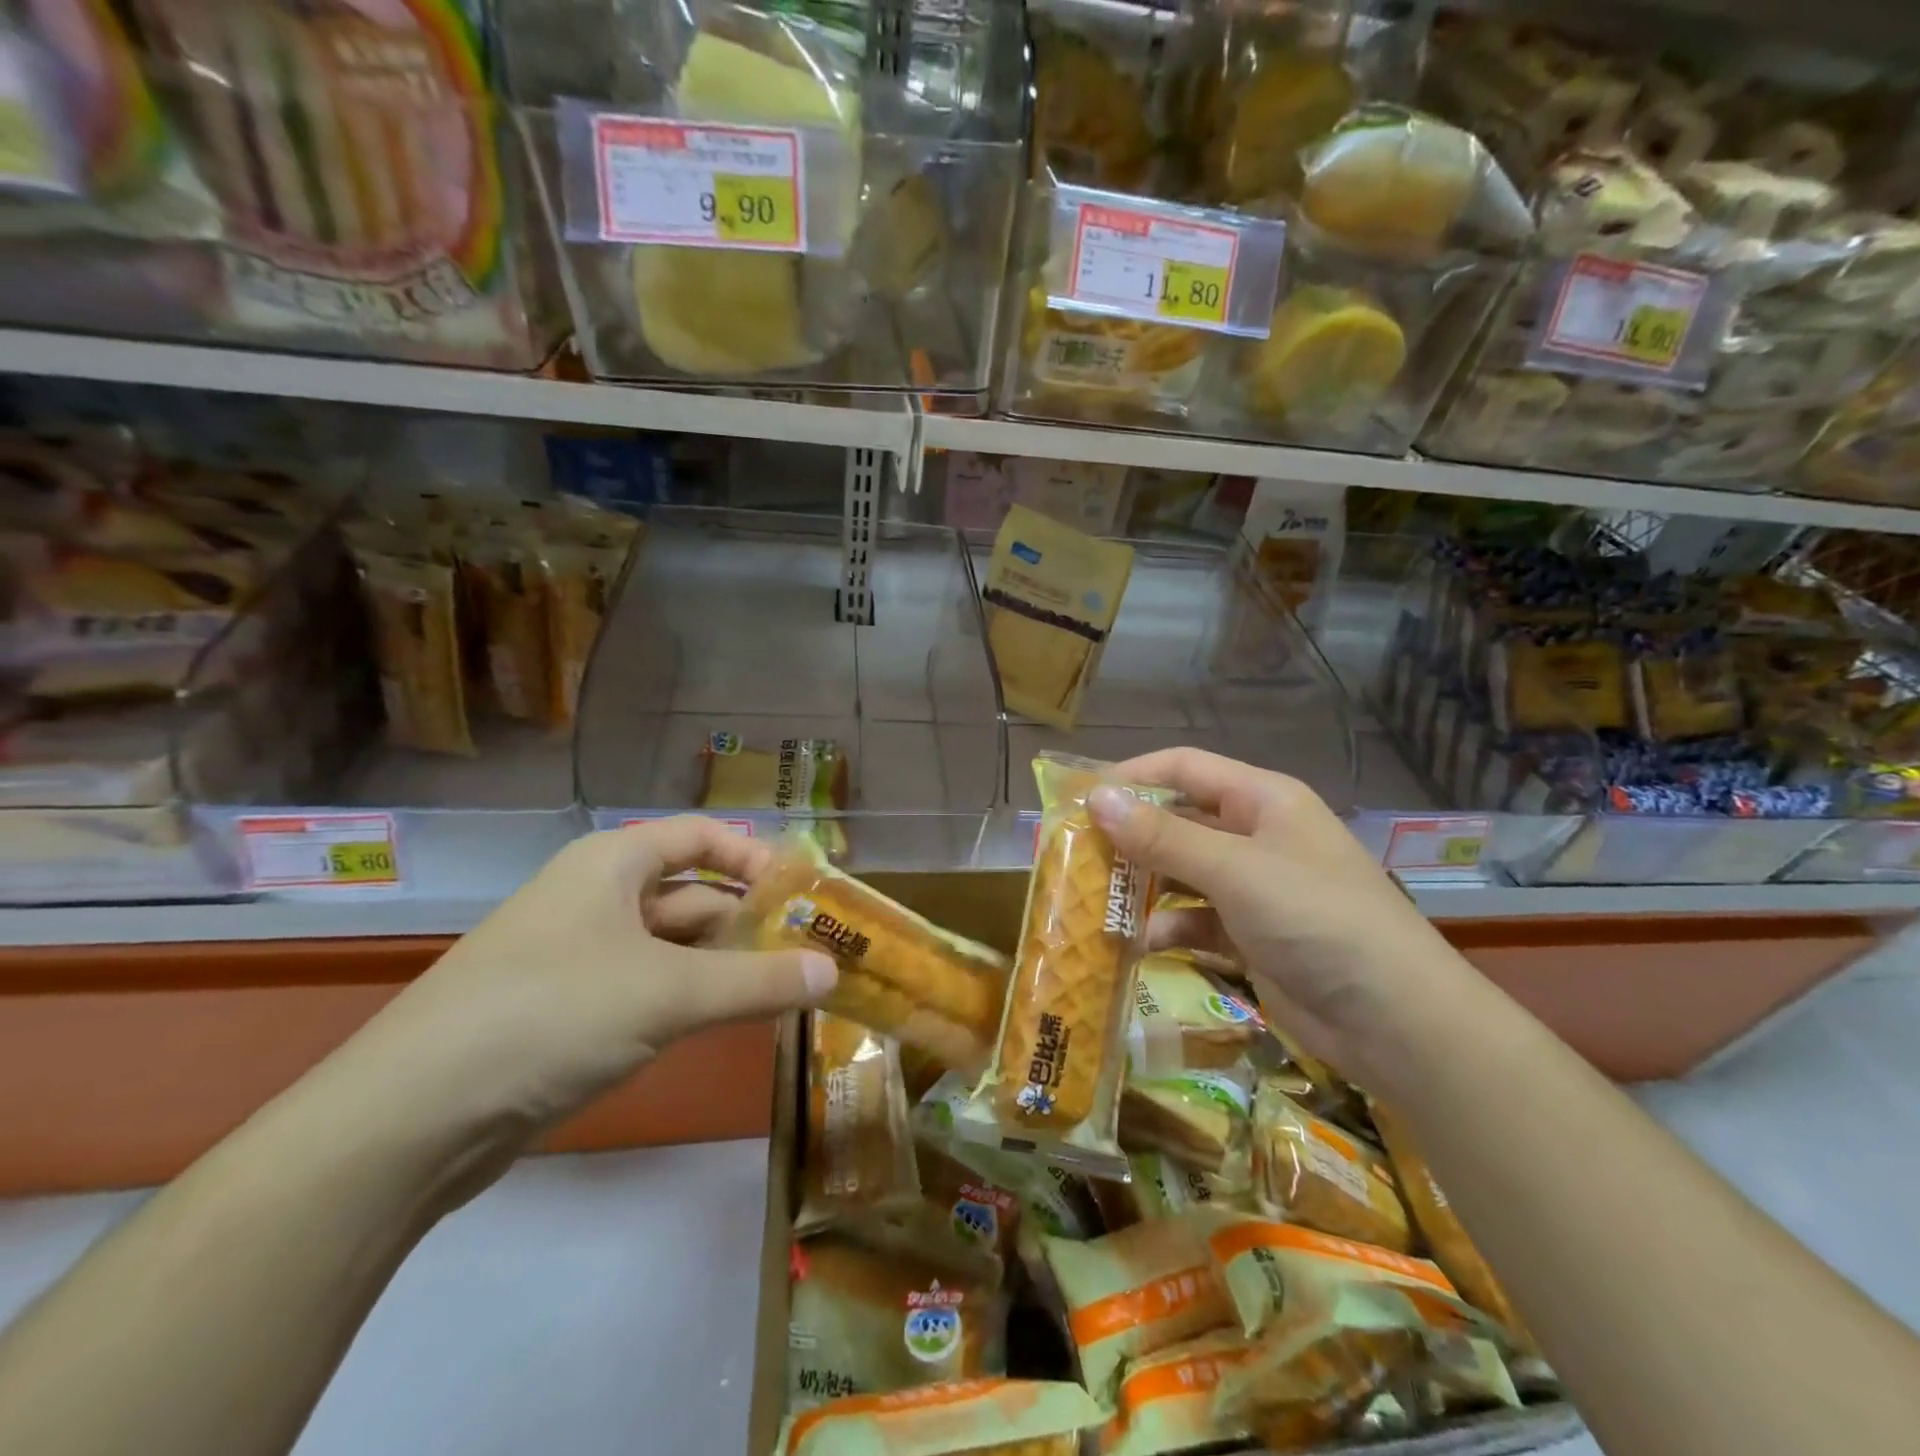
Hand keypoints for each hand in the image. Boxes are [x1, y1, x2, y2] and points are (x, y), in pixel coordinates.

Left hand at [345, 818, 837, 1130]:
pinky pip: (645, 987)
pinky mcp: (566, 1009)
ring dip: (723, 965)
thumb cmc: (552, 1015)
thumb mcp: (669, 994)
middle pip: (690, 893)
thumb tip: (833, 973)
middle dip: (747, 921)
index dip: (754, 856)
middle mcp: (595, 897)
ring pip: (670, 946)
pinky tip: (723, 1022)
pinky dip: (688, 998)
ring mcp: (577, 955)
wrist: (410, 1119)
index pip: (700, 837)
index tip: (803, 892)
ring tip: (782, 990)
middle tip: (808, 952)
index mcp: (612, 864)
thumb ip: (758, 982)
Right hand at [1088, 748, 1475, 1081]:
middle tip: (1074, 852)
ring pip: (1182, 871)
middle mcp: (1256, 835)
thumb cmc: (1316, 919)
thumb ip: (1162, 836)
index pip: (1184, 768)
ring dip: (1143, 884)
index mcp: (1262, 800)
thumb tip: (1096, 798)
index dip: (1132, 776)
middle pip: (1179, 820)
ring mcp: (1254, 887)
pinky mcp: (1251, 935)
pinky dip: (1168, 927)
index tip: (1080, 797)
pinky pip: (1196, 919)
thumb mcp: (1234, 870)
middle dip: (1130, 835)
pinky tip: (1139, 942)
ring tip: (1093, 898)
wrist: (1396, 1020)